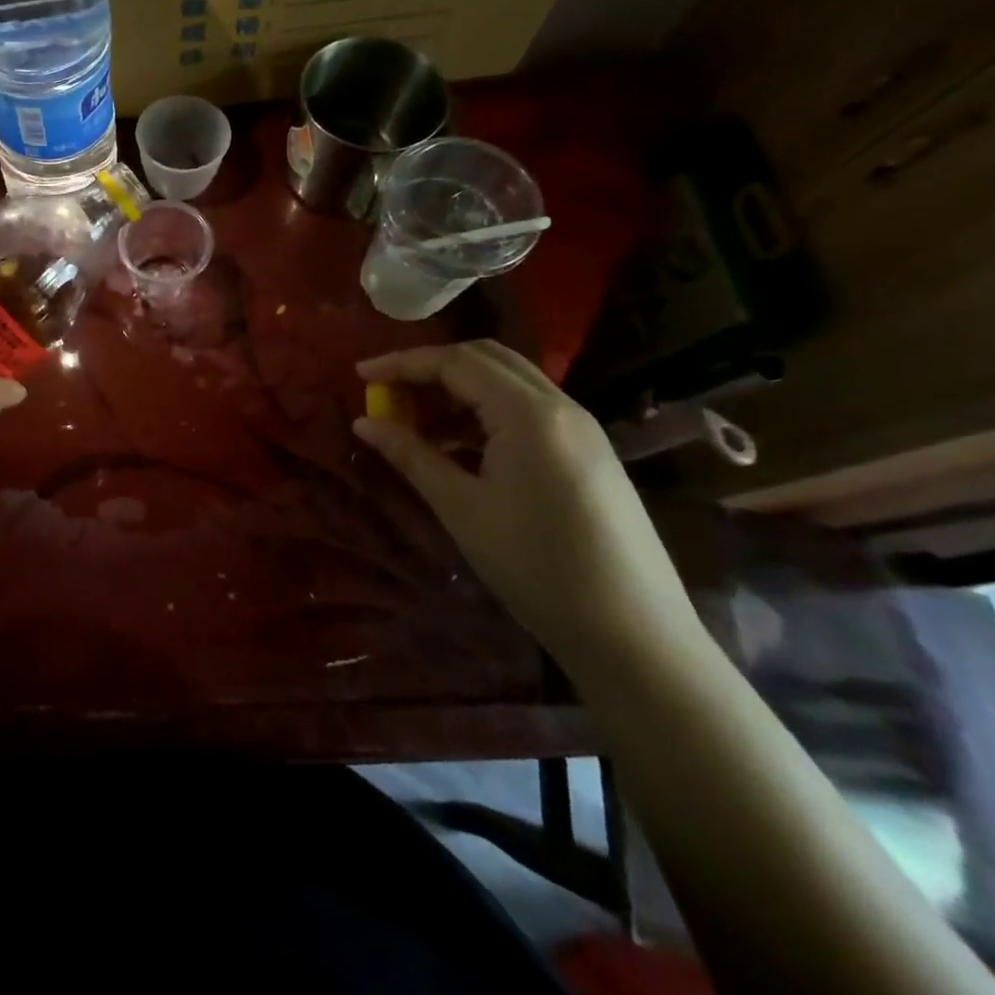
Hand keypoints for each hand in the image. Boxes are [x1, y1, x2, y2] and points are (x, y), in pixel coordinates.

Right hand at [354, 341, 703, 676]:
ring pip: (508, 382)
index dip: (402, 363)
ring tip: (415, 423)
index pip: (455, 362)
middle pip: (486, 358)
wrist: (635, 636)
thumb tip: (364, 422)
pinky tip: (458, 448)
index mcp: (529, 414)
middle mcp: (560, 406)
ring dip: (458, 390)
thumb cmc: (536, 567)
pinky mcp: (589, 452)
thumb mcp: (461, 508)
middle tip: (388, 392)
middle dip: (431, 368)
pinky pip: (527, 410)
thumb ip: (411, 455)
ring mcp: (581, 429)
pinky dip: (485, 413)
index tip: (359, 375)